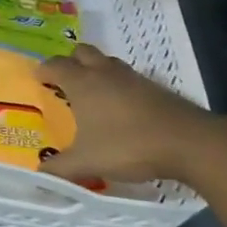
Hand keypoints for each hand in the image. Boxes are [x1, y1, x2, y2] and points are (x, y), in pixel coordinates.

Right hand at [37, 44, 226, 189]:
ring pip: (107, 61)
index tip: (38, 79)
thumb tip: (38, 174)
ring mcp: (132, 77)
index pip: (56, 65)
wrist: (188, 142)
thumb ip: (60, 168)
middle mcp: (104, 72)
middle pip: (82, 52)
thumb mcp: (88, 162)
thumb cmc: (128, 145)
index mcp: (83, 83)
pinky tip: (121, 107)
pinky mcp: (155, 87)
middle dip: (70, 61)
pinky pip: (128, 77)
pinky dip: (119, 84)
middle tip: (65, 81)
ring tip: (93, 92)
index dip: (44, 70)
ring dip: (96, 69)